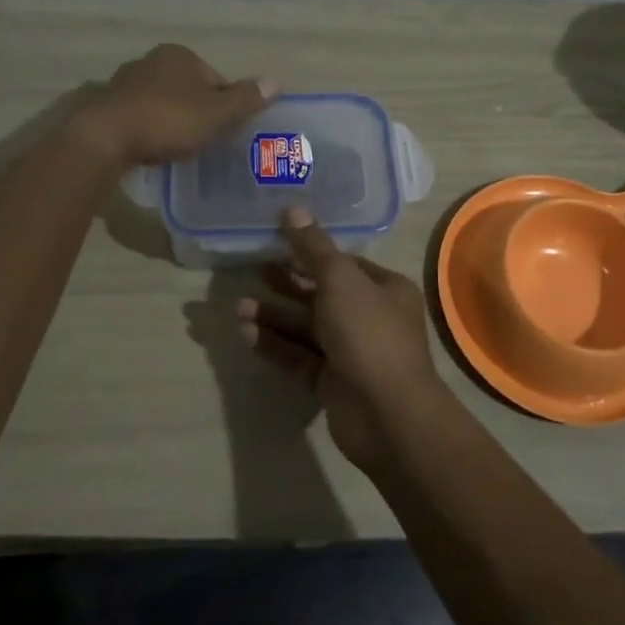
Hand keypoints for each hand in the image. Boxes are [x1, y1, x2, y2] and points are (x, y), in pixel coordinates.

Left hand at [75, 43, 276, 168]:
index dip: (226, 105)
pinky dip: (149, 129)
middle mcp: (151, 61)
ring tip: (178, 149)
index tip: (227, 131)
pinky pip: (140, 117)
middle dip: (198, 112)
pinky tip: (152, 149)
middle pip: (188, 89)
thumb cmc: (167, 120)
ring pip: (163, 102)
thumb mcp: (216, 113)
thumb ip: (245, 99)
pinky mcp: (107, 105)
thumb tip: (276, 82)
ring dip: (172, 121)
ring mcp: (125, 82)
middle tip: (205, 142)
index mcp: (179, 55)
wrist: (105, 138)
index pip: (215, 78)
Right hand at [237, 208, 451, 471]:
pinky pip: (298, 356)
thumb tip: (293, 209)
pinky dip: (274, 344)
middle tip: (251, 268)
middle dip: (286, 284)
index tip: (276, 242)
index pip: (344, 263)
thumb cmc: (369, 333)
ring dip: (273, 315)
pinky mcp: (330, 382)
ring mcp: (350, 352)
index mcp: (384, 289)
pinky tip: (245, 332)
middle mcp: (370, 317)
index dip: (311, 252)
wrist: (387, 414)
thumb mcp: (340, 280)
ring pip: (305, 328)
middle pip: (321, 295)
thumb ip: (313, 247)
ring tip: (237, 306)